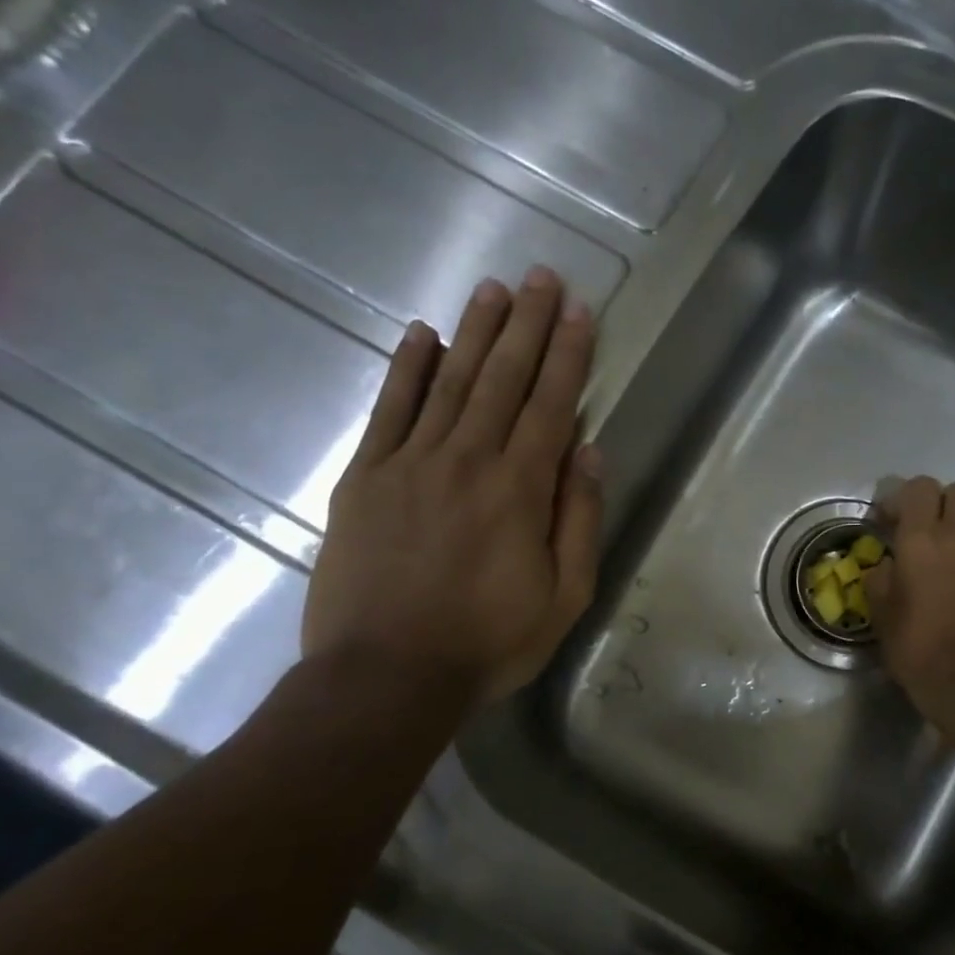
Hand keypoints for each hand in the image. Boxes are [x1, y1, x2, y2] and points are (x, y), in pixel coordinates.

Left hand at [302, 267, 602, 706]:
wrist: (385, 677)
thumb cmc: (488, 642)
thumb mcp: (564, 596)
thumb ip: (579, 519)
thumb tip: (588, 451)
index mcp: (519, 489)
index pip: (551, 404)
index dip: (568, 354)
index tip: (579, 310)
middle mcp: (467, 460)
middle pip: (502, 378)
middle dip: (527, 324)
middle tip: (542, 276)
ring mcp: (410, 463)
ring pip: (449, 381)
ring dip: (475, 331)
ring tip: (493, 288)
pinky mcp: (365, 477)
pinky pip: (389, 410)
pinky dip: (406, 368)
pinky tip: (421, 334)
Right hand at [863, 477, 954, 718]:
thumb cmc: (916, 647)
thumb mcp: (880, 612)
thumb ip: (880, 577)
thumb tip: (886, 566)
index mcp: (923, 540)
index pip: (920, 487)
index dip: (902, 498)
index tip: (887, 522)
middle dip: (937, 504)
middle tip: (919, 531)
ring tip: (942, 556)